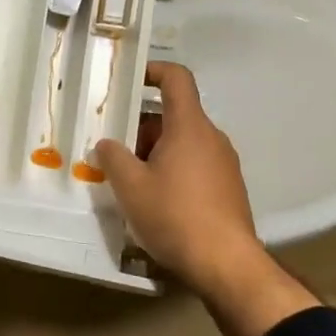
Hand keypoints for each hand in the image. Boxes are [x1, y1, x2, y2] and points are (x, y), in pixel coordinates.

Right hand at [93, 63, 315, 335]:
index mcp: (189, 126)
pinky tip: (154, 201)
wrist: (226, 264)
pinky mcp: (228, 189)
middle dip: (141, 128)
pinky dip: (173, 172)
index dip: (153, 71)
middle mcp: (212, 138)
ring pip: (183, 143)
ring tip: (129, 180)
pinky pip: (195, 166)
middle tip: (113, 150)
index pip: (176, 79)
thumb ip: (113, 157)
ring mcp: (224, 164)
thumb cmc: (174, 216)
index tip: (129, 80)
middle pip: (174, 116)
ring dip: (155, 153)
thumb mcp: (130, 186)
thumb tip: (107, 143)